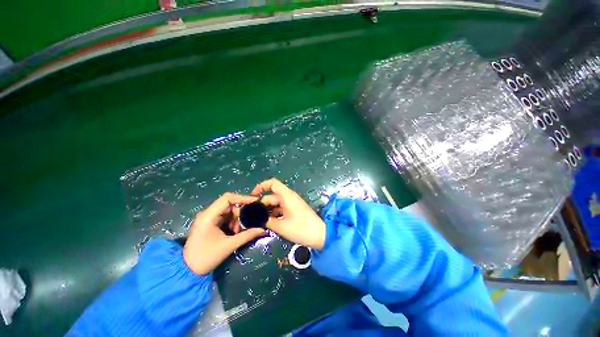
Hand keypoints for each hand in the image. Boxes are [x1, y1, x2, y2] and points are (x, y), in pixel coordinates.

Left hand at [183, 193, 266, 274]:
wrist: (187, 270)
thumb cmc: (206, 258)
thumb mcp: (229, 245)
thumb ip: (247, 235)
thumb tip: (263, 229)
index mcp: (208, 216)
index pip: (227, 198)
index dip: (243, 197)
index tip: (255, 201)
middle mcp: (207, 213)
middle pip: (229, 204)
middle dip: (240, 212)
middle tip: (246, 223)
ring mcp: (207, 217)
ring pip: (228, 210)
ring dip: (236, 218)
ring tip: (238, 231)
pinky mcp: (209, 222)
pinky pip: (225, 216)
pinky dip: (232, 221)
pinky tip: (234, 231)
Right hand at [251, 178, 325, 249]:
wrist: (320, 235)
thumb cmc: (301, 228)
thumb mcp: (281, 226)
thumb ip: (267, 220)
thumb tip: (256, 218)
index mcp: (286, 196)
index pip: (272, 183)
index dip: (261, 186)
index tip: (252, 196)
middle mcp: (289, 197)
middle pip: (272, 196)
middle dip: (262, 205)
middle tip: (253, 217)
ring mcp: (292, 203)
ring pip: (276, 204)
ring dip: (268, 211)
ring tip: (259, 222)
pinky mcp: (294, 210)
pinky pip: (281, 209)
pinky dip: (274, 214)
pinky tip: (269, 223)